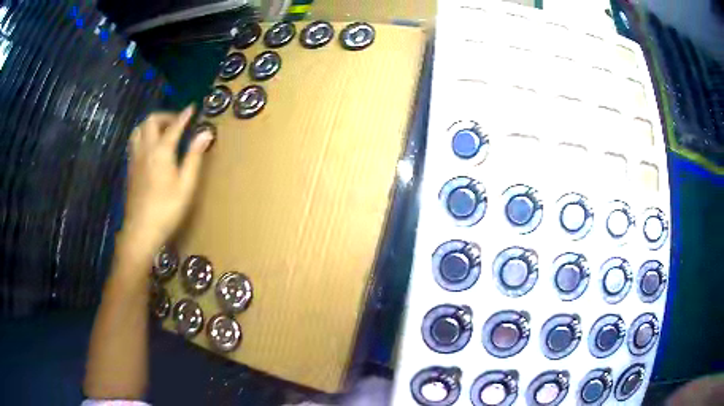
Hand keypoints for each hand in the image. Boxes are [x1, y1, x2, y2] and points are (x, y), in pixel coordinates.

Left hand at [120, 106, 212, 260]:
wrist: (141, 231)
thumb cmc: (167, 209)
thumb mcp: (186, 185)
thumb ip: (194, 157)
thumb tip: (205, 133)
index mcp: (161, 151)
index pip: (174, 126)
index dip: (184, 115)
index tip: (192, 107)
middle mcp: (145, 149)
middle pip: (150, 121)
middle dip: (165, 116)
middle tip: (177, 123)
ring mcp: (134, 159)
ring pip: (138, 130)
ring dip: (150, 125)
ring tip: (162, 133)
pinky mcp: (130, 169)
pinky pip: (134, 143)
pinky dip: (143, 137)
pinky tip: (150, 149)